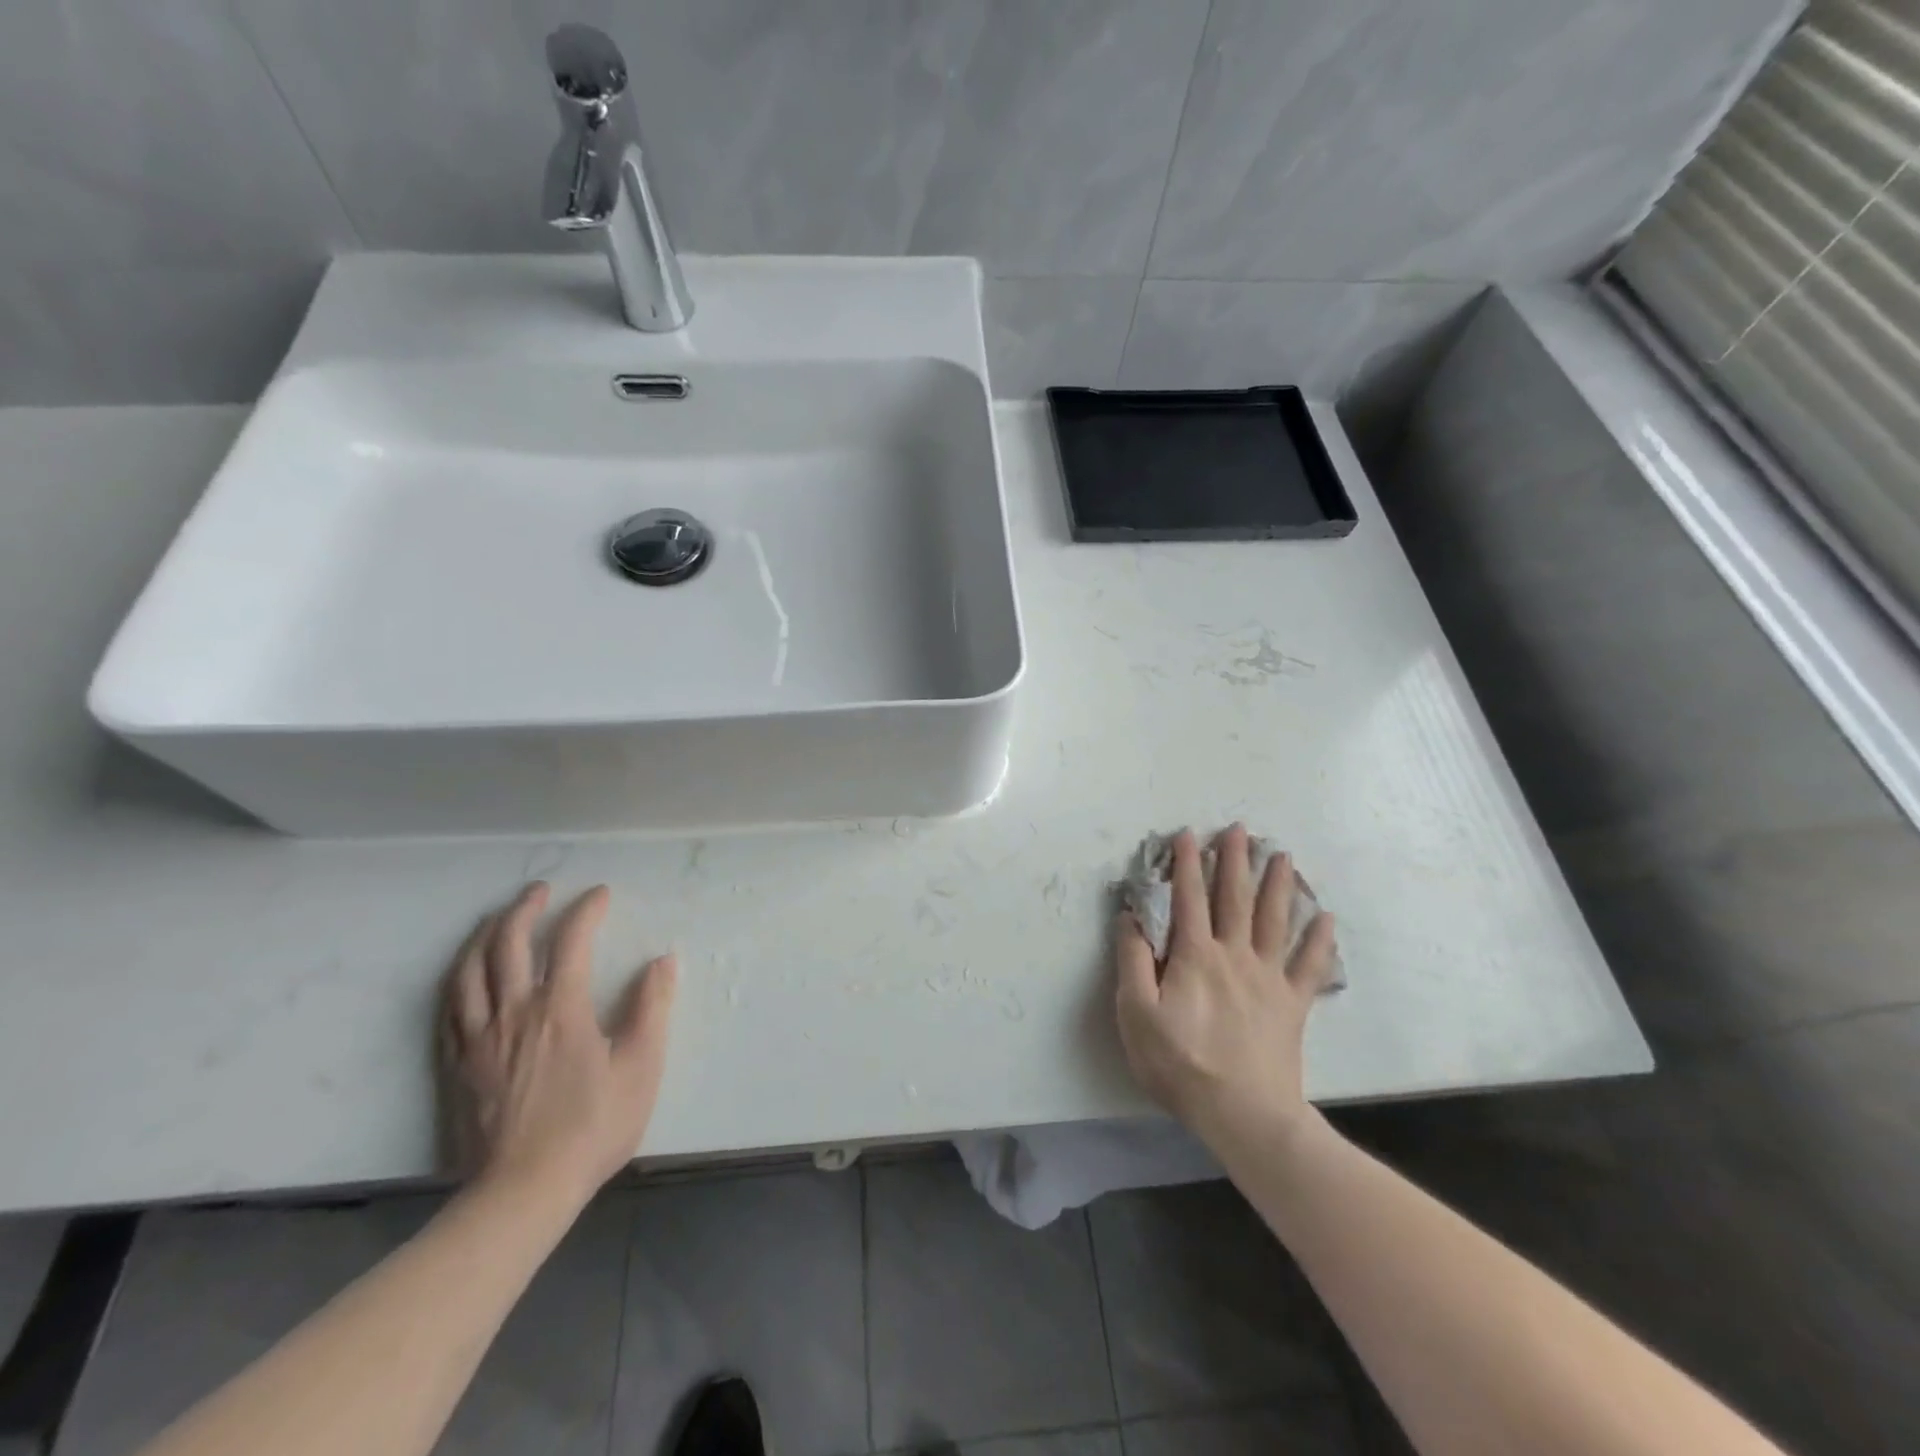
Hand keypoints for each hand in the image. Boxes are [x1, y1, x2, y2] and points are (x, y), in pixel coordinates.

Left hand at [441, 883, 677, 1208]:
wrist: (522, 1192)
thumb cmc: (592, 1126)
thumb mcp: (640, 1067)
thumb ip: (651, 1008)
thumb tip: (662, 961)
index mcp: (561, 1007)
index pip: (571, 940)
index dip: (586, 910)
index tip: (600, 894)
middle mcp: (514, 1011)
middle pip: (508, 943)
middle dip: (525, 908)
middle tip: (539, 890)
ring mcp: (479, 1038)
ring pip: (470, 970)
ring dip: (485, 934)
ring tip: (498, 918)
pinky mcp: (457, 1065)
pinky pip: (449, 1008)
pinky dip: (458, 978)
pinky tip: (465, 974)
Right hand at [1115, 826, 1338, 1147]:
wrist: (1243, 1113)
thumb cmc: (1180, 1064)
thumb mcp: (1136, 1013)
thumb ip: (1132, 961)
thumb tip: (1130, 916)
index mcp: (1195, 956)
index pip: (1188, 898)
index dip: (1185, 864)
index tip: (1187, 835)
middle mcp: (1234, 955)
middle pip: (1235, 899)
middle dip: (1234, 861)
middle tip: (1239, 829)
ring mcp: (1268, 978)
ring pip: (1274, 920)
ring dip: (1278, 885)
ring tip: (1281, 855)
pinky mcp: (1292, 1004)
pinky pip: (1310, 966)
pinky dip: (1320, 940)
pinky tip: (1327, 918)